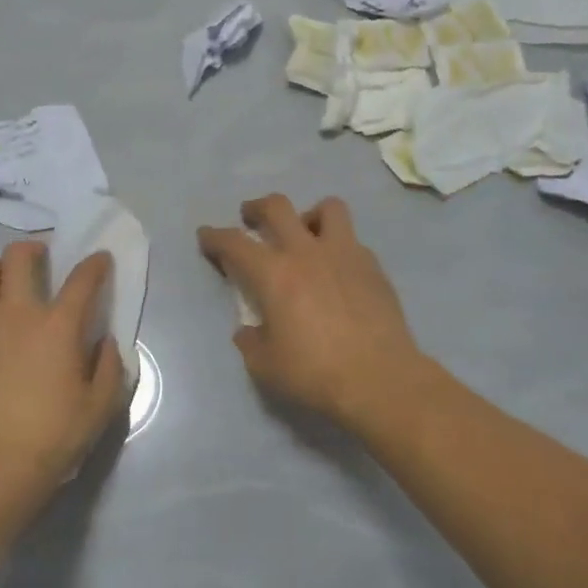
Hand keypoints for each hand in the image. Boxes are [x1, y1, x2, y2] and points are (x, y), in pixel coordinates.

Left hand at [0, 241, 126, 513]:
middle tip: (41, 260)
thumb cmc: (53, 438)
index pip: (83, 279)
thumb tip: (104, 342)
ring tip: (8, 287)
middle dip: (32, 249)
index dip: (95, 264)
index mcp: (59, 326)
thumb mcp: (100, 408)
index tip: (100, 260)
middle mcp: (19, 315)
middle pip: (19, 257)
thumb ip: (109, 367)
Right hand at [197, 194, 426, 430]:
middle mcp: (307, 252)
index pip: (234, 242)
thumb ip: (251, 341)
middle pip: (278, 207)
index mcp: (274, 274)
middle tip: (251, 218)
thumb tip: (249, 330)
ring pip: (327, 208)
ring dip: (309, 215)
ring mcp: (345, 254)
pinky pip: (352, 240)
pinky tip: (337, 270)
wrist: (381, 380)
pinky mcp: (373, 267)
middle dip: (257, 208)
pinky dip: (338, 246)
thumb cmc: (316, 373)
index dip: (215, 236)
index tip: (206, 236)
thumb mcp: (266, 366)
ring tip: (305, 234)